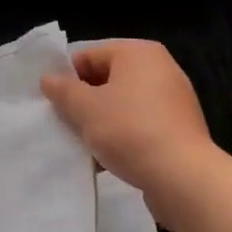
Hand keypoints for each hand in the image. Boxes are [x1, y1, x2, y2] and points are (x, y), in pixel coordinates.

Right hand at [41, 40, 221, 223]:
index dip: (67, 78)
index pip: (89, 55)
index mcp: (139, 53)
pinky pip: (140, 125)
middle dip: (83, 102)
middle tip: (65, 124)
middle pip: (106, 80)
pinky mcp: (178, 129)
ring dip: (100, 123)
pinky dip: (122, 137)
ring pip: (122, 105)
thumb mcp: (86, 108)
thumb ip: (63, 90)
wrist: (183, 178)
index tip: (53, 103)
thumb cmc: (130, 130)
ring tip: (83, 145)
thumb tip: (48, 79)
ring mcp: (173, 100)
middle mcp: (160, 69)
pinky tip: (105, 160)